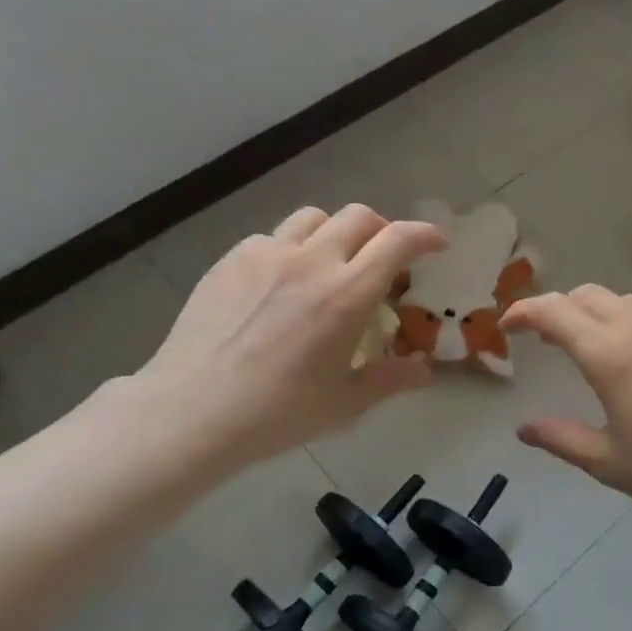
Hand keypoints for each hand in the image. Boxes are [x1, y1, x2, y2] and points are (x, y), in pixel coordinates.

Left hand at [134, 205, 445, 469]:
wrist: (194, 410)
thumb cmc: (278, 413)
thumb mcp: (345, 403)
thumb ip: (391, 380)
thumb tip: (424, 371)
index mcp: (347, 294)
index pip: (397, 241)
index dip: (424, 235)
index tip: (437, 243)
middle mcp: (311, 261)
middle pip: (359, 217)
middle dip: (382, 230)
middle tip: (384, 258)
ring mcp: (266, 255)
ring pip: (313, 218)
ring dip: (335, 232)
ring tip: (331, 262)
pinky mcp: (231, 260)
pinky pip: (271, 238)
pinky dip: (290, 249)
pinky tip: (280, 283)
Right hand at [501, 286, 631, 545]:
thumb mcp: (607, 461)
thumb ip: (559, 437)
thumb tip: (524, 428)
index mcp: (610, 354)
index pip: (553, 312)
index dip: (522, 312)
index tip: (505, 327)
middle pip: (586, 295)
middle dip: (555, 308)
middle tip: (541, 338)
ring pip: (620, 299)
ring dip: (591, 311)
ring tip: (584, 343)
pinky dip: (625, 318)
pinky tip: (631, 353)